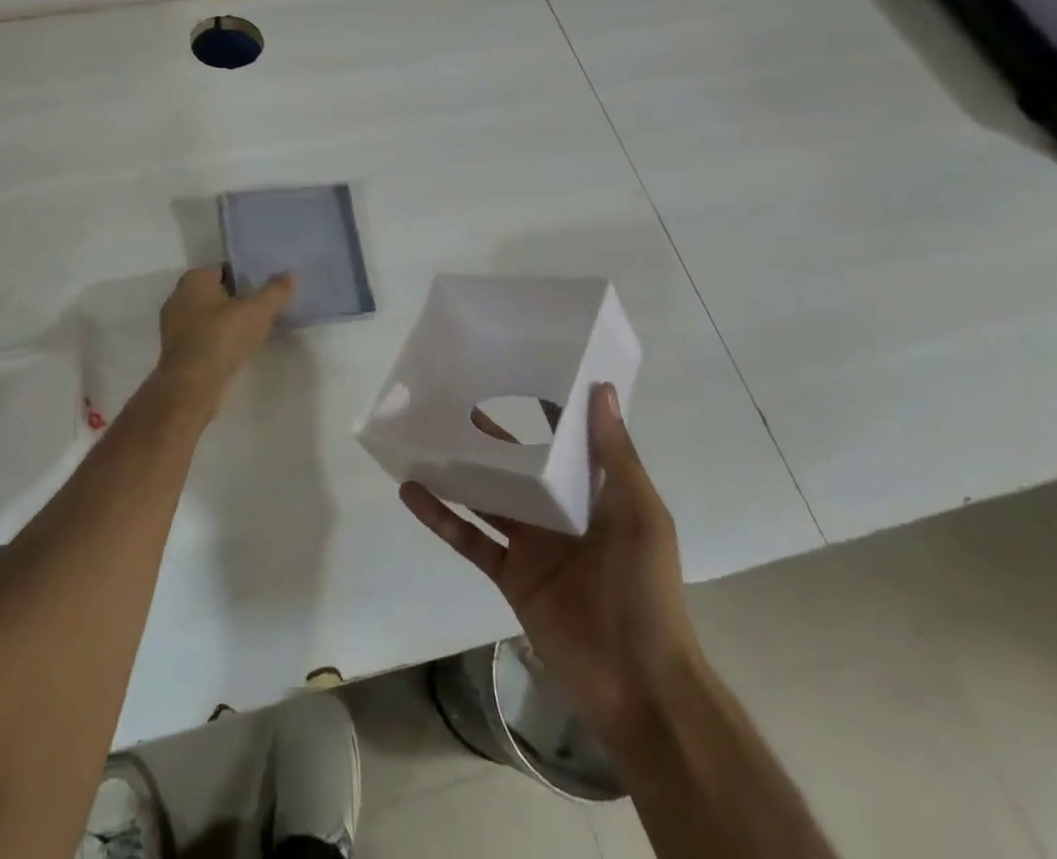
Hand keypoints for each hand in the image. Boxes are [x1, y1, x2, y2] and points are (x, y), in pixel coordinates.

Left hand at [150, 267, 295, 415]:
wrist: (192, 385)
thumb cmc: (222, 337)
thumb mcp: (257, 310)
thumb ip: (275, 291)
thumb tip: (290, 274)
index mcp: (194, 279)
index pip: (224, 269)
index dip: (246, 276)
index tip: (265, 287)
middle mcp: (179, 297)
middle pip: (216, 293)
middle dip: (238, 299)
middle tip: (263, 308)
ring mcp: (174, 326)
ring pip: (208, 317)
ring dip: (228, 322)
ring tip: (255, 330)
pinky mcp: (177, 352)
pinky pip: (204, 337)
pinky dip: (219, 340)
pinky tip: (237, 350)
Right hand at [400, 383, 699, 739]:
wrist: (639, 685)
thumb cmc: (645, 590)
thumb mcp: (640, 516)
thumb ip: (616, 455)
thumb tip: (602, 388)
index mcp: (593, 495)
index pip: (564, 442)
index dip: (542, 409)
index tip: (511, 372)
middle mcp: (558, 513)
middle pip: (515, 465)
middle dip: (487, 437)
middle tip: (448, 401)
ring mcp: (530, 545)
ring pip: (486, 497)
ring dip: (456, 471)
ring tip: (420, 438)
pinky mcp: (508, 575)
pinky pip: (468, 538)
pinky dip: (440, 516)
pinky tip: (411, 491)